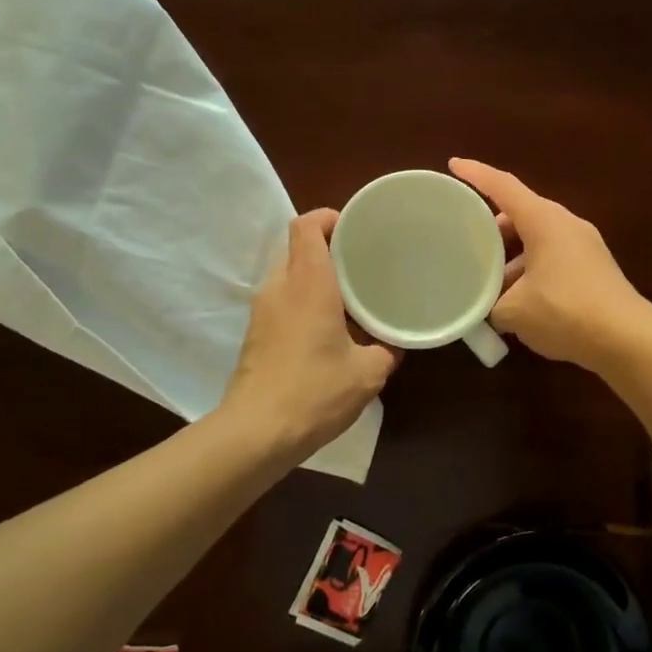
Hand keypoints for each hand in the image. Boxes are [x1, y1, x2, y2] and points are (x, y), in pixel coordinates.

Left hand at [221, 210, 398, 456]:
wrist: (256, 433)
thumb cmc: (315, 391)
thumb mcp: (368, 373)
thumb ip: (387, 350)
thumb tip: (395, 344)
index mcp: (308, 283)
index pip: (307, 226)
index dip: (329, 217)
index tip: (355, 228)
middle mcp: (280, 287)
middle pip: (298, 248)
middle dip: (329, 250)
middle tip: (362, 264)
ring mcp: (262, 311)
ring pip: (289, 276)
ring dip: (316, 279)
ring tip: (349, 298)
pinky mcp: (255, 334)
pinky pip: (282, 302)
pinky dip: (303, 302)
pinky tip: (328, 330)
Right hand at [449, 158, 651, 370]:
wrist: (627, 339)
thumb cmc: (565, 312)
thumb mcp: (514, 311)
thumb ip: (490, 305)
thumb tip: (488, 309)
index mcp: (544, 221)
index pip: (503, 186)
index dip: (476, 174)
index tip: (454, 165)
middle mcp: (566, 224)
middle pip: (521, 214)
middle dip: (492, 228)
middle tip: (468, 246)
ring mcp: (584, 246)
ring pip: (538, 239)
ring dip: (512, 256)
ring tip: (490, 284)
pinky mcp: (594, 268)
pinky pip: (553, 257)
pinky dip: (531, 270)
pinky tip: (519, 301)